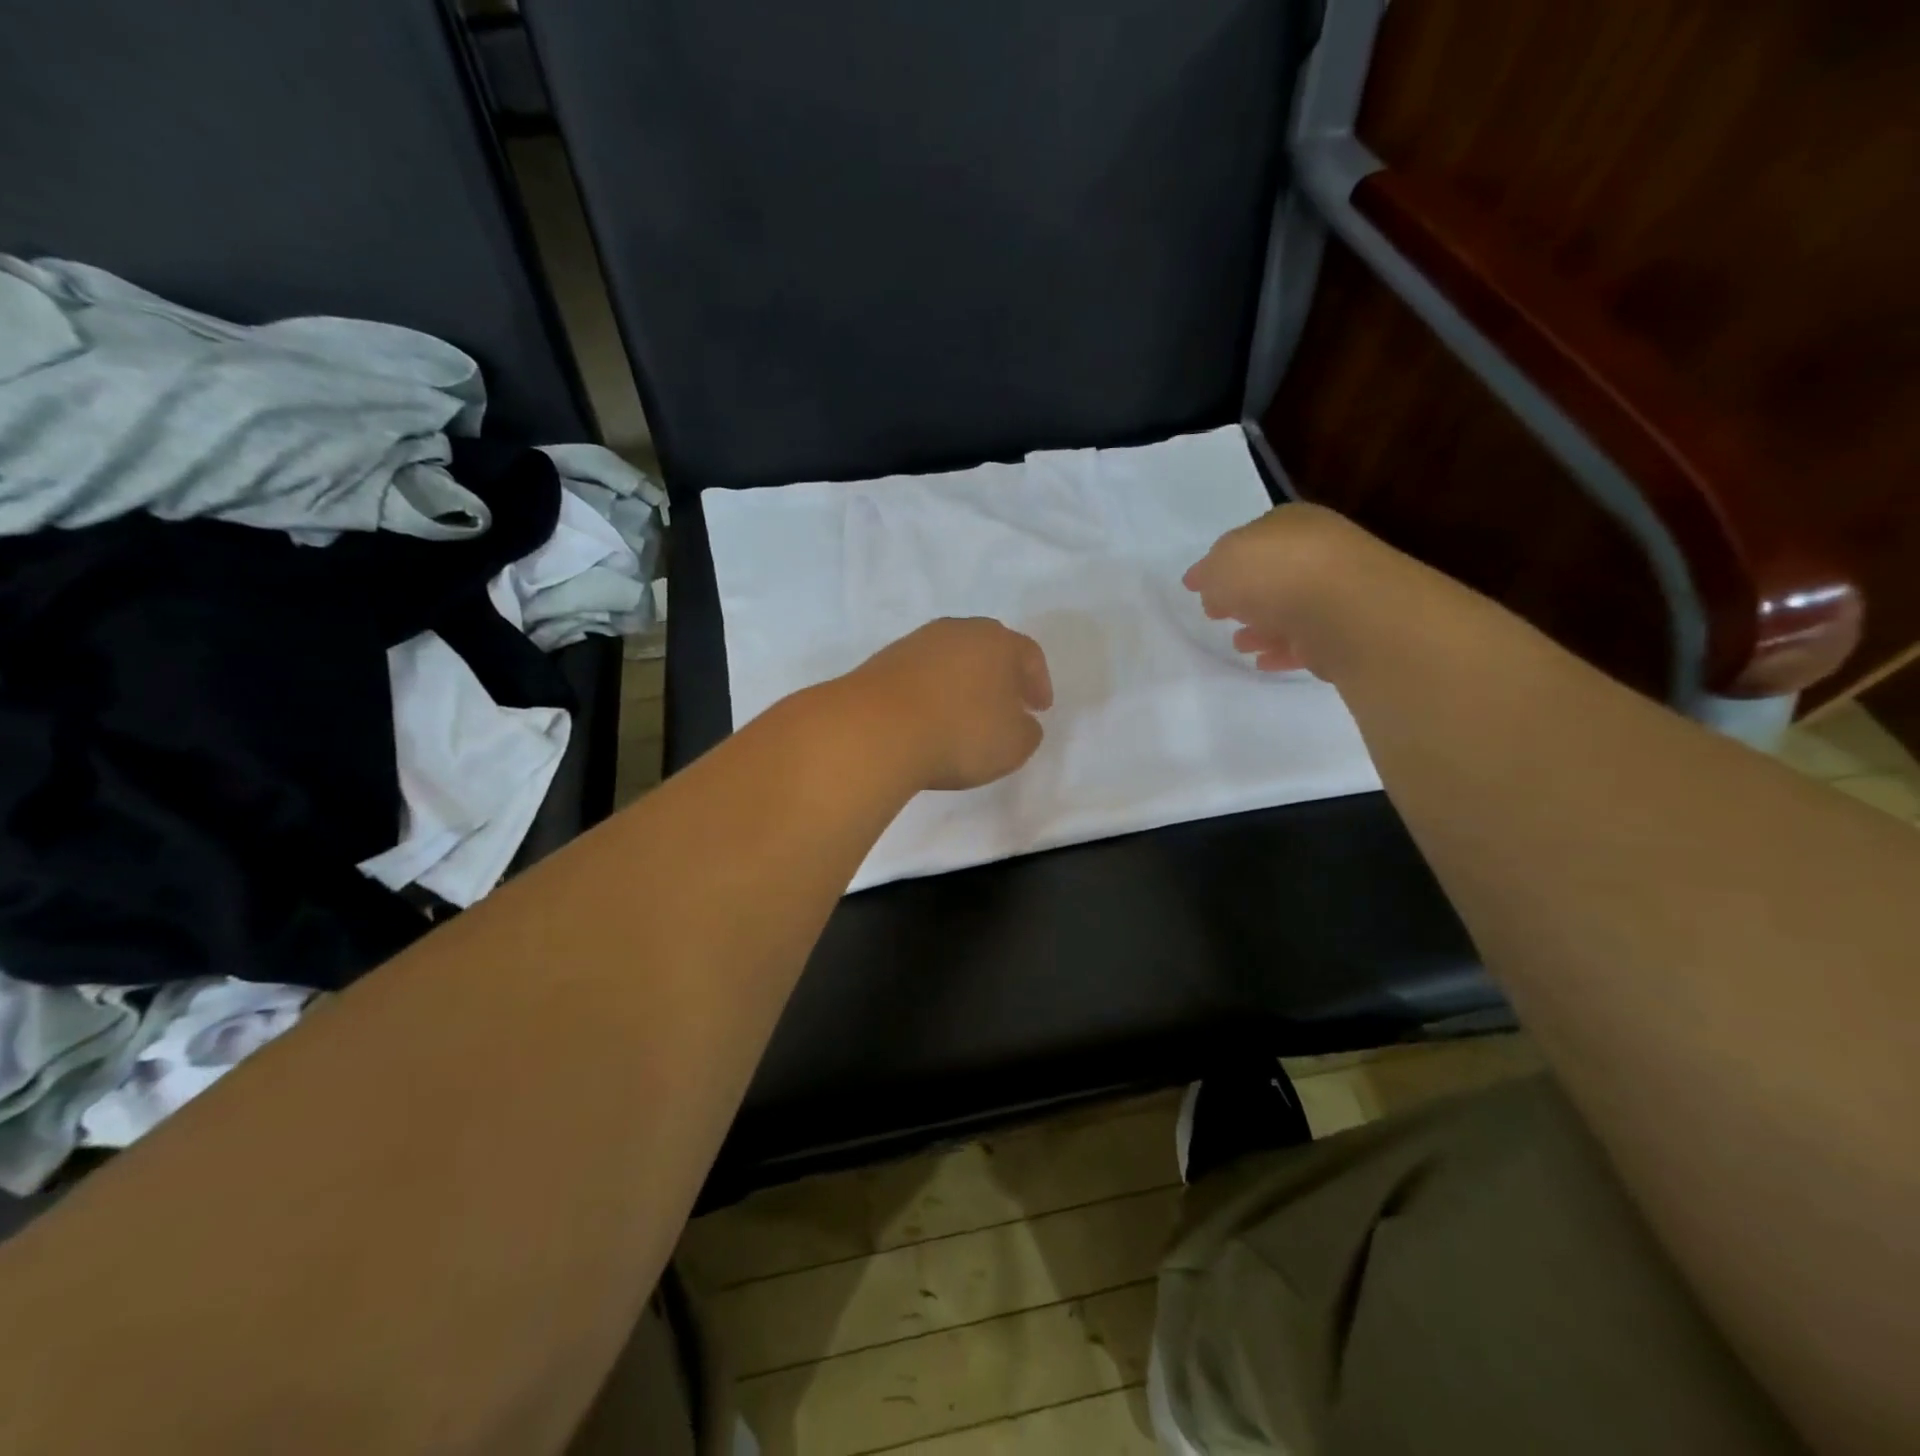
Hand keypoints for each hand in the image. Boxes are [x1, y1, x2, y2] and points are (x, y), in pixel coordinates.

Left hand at [842, 618, 1052, 790]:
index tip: (1039, 708)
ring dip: (963, 681)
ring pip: (952, 658)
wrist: (876, 729)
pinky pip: (921, 673)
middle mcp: (958, 631)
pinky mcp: (883, 661)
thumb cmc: (959, 733)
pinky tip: (930, 717)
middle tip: (1006, 703)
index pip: (1029, 655)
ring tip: (965, 713)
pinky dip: (933, 691)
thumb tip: (1020, 722)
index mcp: (998, 641)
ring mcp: (916, 642)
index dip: (1038, 682)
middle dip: (1001, 675)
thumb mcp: (1013, 744)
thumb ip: (1027, 731)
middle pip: (988, 648)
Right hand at [1182, 503, 1380, 674]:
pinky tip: (1264, 662)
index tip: (1199, 588)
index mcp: (1291, 524)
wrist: (1347, 612)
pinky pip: (1307, 641)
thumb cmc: (1278, 574)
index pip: (1251, 539)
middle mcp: (1319, 551)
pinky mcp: (1347, 632)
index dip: (1223, 562)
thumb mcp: (1222, 564)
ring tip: (1239, 644)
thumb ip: (1209, 573)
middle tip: (1218, 614)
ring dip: (1263, 626)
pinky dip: (1284, 650)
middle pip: (1273, 574)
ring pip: (1290, 610)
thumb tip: (1207, 586)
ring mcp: (1337, 593)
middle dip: (1245, 595)